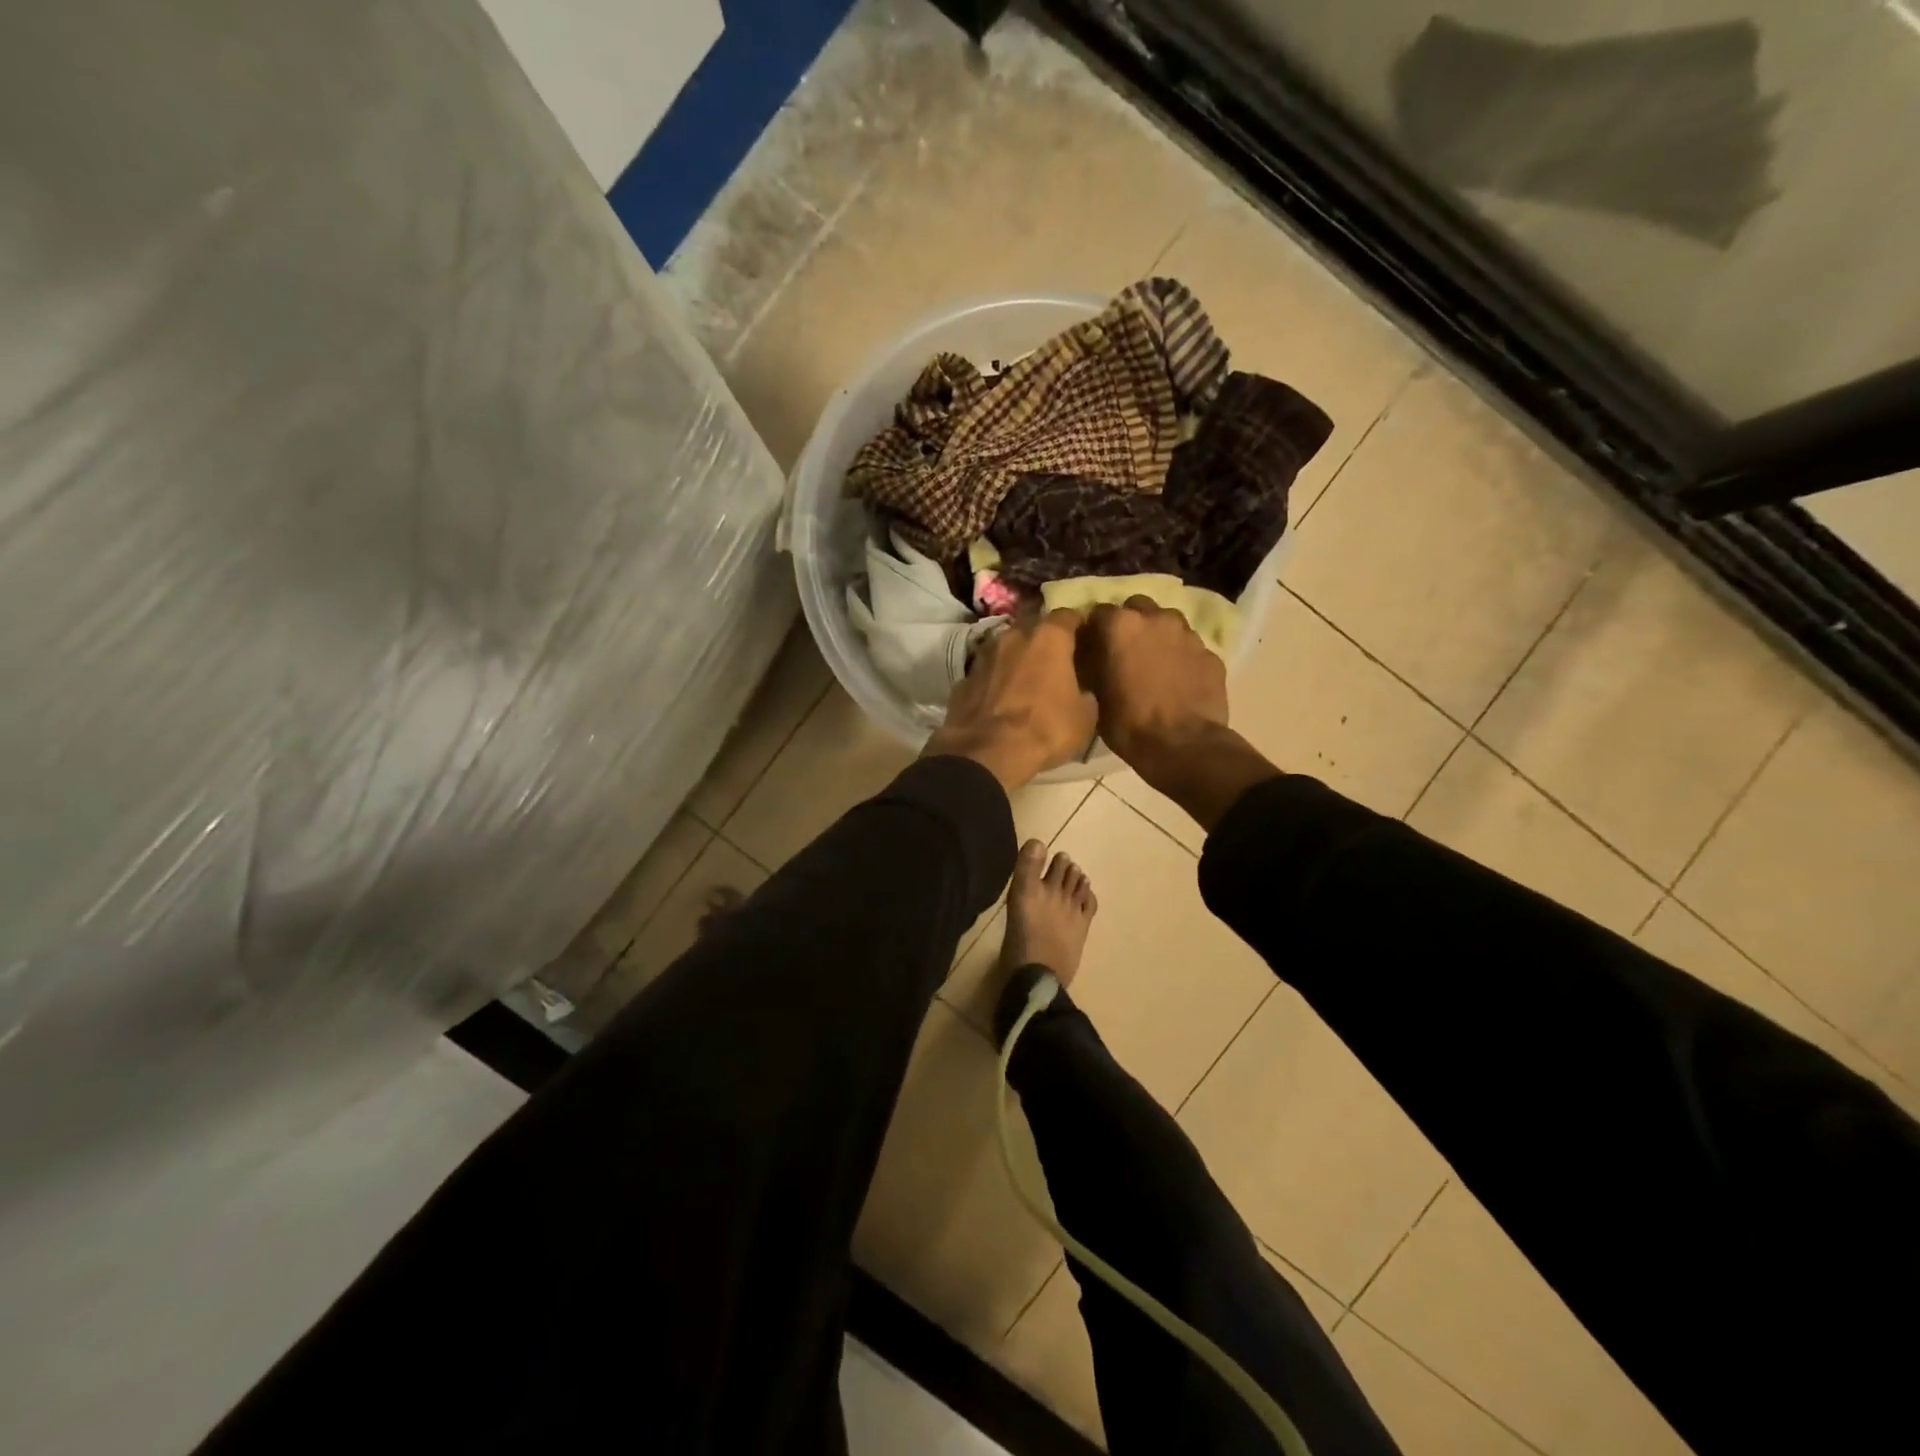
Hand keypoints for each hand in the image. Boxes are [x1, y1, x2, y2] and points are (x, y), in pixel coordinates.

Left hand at [925, 609, 1096, 792]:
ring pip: (1006, 647)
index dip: (1077, 625)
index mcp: (1048, 637)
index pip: (1068, 615)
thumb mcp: (1085, 716)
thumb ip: (1085, 692)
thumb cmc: (1045, 729)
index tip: (1084, 638)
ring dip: (1017, 658)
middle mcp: (1014, 636)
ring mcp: (984, 655)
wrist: (987, 752)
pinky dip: (995, 679)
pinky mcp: (964, 678)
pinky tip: (1000, 698)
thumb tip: (1081, 690)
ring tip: (1026, 678)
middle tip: (1055, 660)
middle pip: (1033, 627)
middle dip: (1044, 640)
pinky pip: (987, 672)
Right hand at [1078, 598, 1277, 830]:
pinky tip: (1178, 682)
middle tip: (1125, 652)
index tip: (1093, 649)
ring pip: (1167, 623)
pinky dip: (1181, 658)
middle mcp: (1156, 618)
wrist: (1183, 746)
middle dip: (1130, 624)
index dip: (1094, 631)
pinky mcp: (1211, 654)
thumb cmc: (1128, 723)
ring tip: (1154, 665)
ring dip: (1158, 637)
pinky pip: (1190, 648)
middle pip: (1137, 608)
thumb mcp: (1095, 695)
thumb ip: (1092, 663)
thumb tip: (1090, 654)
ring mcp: (1188, 634)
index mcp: (1120, 625)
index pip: (1098, 612)